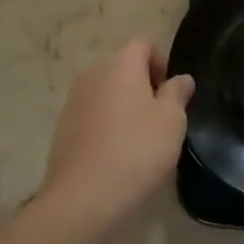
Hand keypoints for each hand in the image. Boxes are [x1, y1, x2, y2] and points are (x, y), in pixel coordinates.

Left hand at [39, 41, 193, 224]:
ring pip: (107, 93)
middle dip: (143, 87)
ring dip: (124, 107)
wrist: (82, 198)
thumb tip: (181, 78)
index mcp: (120, 64)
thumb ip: (178, 93)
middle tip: (160, 120)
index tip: (172, 95)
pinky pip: (92, 115)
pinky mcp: (63, 128)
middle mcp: (93, 74)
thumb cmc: (136, 151)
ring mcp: (74, 101)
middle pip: (123, 68)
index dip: (162, 64)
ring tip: (139, 141)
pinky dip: (106, 126)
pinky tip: (116, 156)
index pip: (143, 45)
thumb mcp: (171, 121)